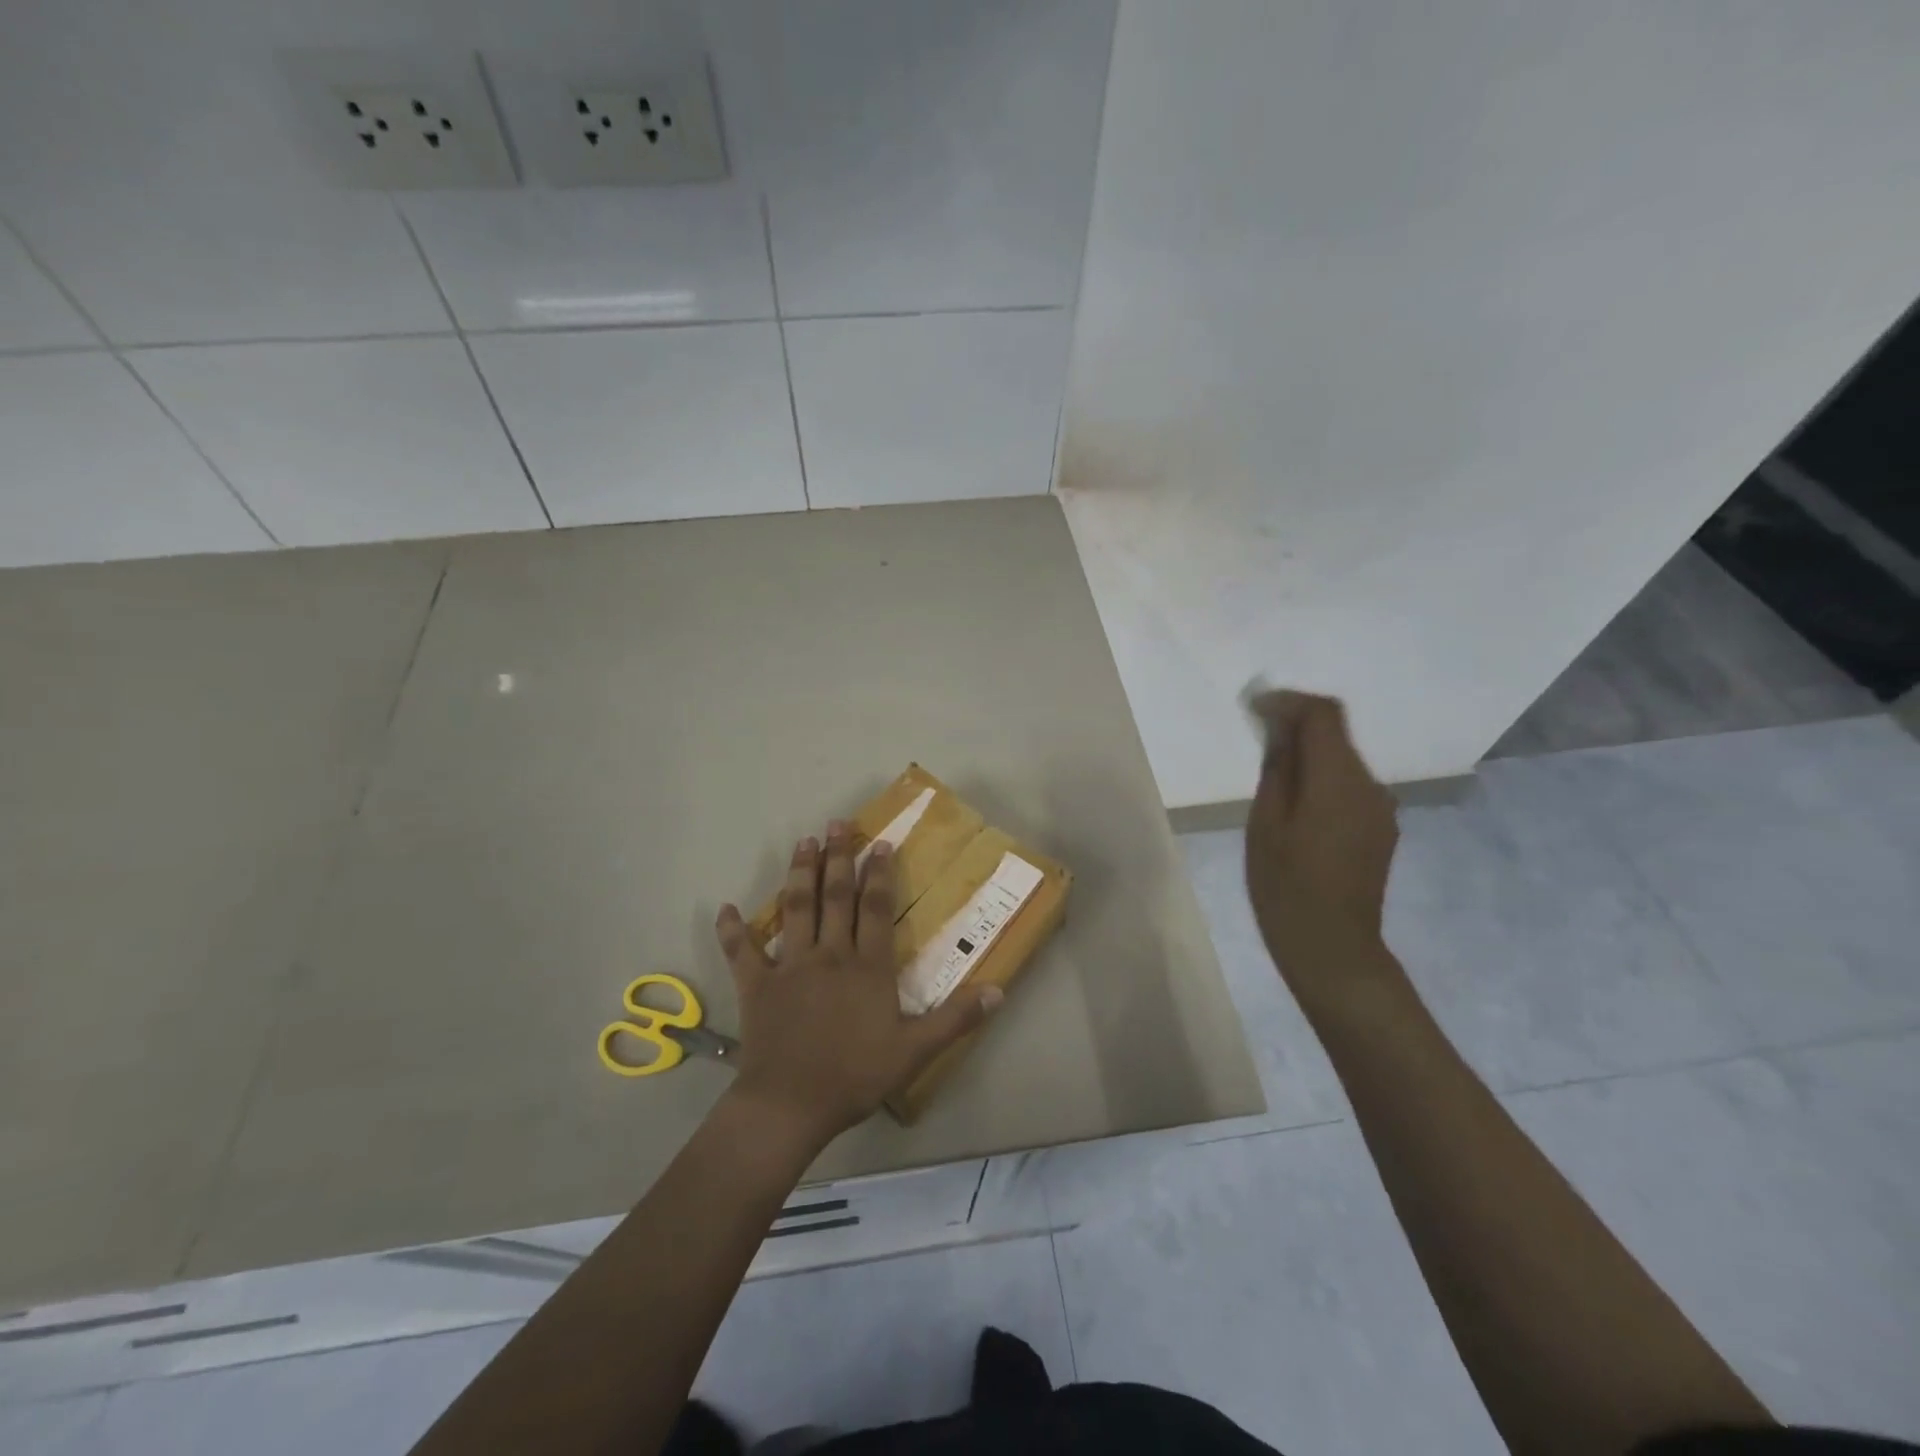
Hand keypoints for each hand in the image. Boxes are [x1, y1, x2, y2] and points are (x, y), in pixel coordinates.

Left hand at [713, 821, 1001, 1150]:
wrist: (790, 1105)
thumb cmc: (855, 1076)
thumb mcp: (915, 1051)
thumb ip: (956, 1018)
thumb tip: (999, 991)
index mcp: (866, 966)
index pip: (875, 908)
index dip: (878, 873)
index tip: (879, 843)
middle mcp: (829, 954)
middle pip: (835, 897)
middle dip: (838, 857)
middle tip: (837, 824)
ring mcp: (790, 966)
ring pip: (795, 909)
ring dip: (799, 873)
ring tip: (804, 842)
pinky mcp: (757, 985)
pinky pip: (741, 952)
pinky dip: (732, 930)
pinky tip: (726, 909)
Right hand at [1244, 691, 1399, 993]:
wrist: (1332, 948)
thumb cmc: (1286, 887)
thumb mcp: (1265, 823)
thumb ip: (1277, 768)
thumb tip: (1279, 728)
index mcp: (1339, 780)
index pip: (1323, 714)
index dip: (1288, 702)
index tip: (1254, 709)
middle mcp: (1370, 785)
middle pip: (1335, 735)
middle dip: (1295, 729)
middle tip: (1256, 745)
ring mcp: (1380, 809)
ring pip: (1341, 762)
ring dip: (1308, 758)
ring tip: (1272, 787)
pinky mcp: (1381, 829)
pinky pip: (1349, 788)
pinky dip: (1322, 782)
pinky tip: (1297, 813)